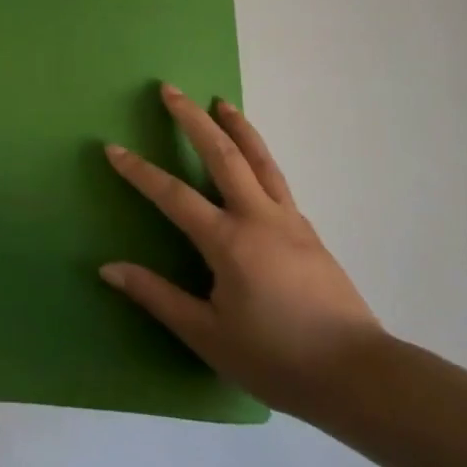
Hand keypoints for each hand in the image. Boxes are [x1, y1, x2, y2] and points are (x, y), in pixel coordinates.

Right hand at [101, 84, 384, 420]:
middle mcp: (259, 218)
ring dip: (237, 126)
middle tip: (170, 90)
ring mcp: (289, 220)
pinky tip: (254, 162)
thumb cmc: (275, 359)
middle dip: (193, 119)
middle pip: (223, 154)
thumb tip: (109, 268)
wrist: (357, 376)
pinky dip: (259, 157)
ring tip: (221, 102)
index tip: (113, 148)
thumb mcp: (207, 334)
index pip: (173, 195)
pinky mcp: (309, 232)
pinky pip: (278, 180)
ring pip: (260, 159)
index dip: (139, 171)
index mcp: (228, 241)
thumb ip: (157, 296)